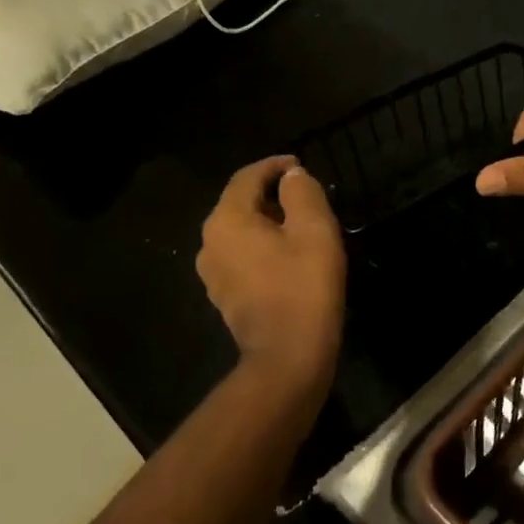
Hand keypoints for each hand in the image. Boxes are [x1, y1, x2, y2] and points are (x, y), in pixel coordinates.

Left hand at [198, 156, 345, 387]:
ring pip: (240, 232)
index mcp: (227, 220)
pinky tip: (288, 258)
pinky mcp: (224, 296)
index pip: (247, 177)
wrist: (288, 357)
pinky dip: (262, 247)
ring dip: (268, 222)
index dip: (274, 166)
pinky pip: (242, 257)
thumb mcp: (314, 230)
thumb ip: (302, 192)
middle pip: (240, 203)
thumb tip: (291, 177)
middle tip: (306, 197)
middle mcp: (210, 243)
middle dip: (272, 194)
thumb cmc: (304, 287)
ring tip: (301, 226)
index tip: (300, 166)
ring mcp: (212, 273)